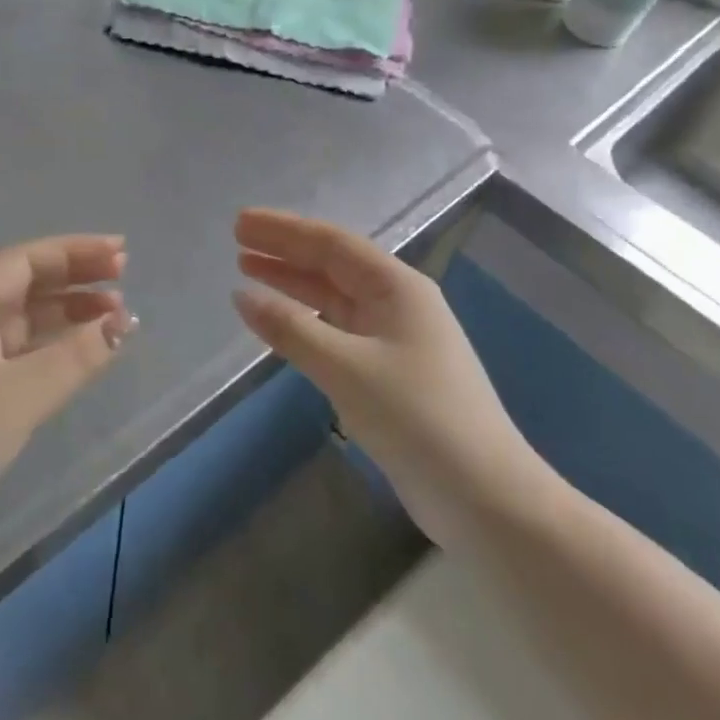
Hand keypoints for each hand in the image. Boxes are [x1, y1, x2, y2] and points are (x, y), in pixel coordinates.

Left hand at [0, 235, 134, 549]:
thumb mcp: (19, 395)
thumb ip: (75, 356)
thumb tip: (124, 322)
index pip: (26, 260)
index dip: (74, 251)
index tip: (120, 252)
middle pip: (26, 283)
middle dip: (75, 276)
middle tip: (124, 276)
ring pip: (25, 318)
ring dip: (68, 312)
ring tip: (115, 315)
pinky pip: (21, 351)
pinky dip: (54, 345)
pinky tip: (82, 352)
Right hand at [231, 209, 541, 525]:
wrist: (483, 496)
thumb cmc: (416, 417)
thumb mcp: (346, 368)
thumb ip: (291, 329)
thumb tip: (241, 296)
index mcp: (397, 287)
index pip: (331, 243)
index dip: (283, 230)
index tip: (240, 222)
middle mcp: (396, 303)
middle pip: (331, 265)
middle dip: (284, 251)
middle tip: (236, 240)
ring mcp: (394, 339)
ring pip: (333, 298)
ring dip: (292, 284)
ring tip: (247, 270)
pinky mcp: (388, 373)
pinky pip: (337, 330)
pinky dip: (305, 321)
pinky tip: (280, 321)